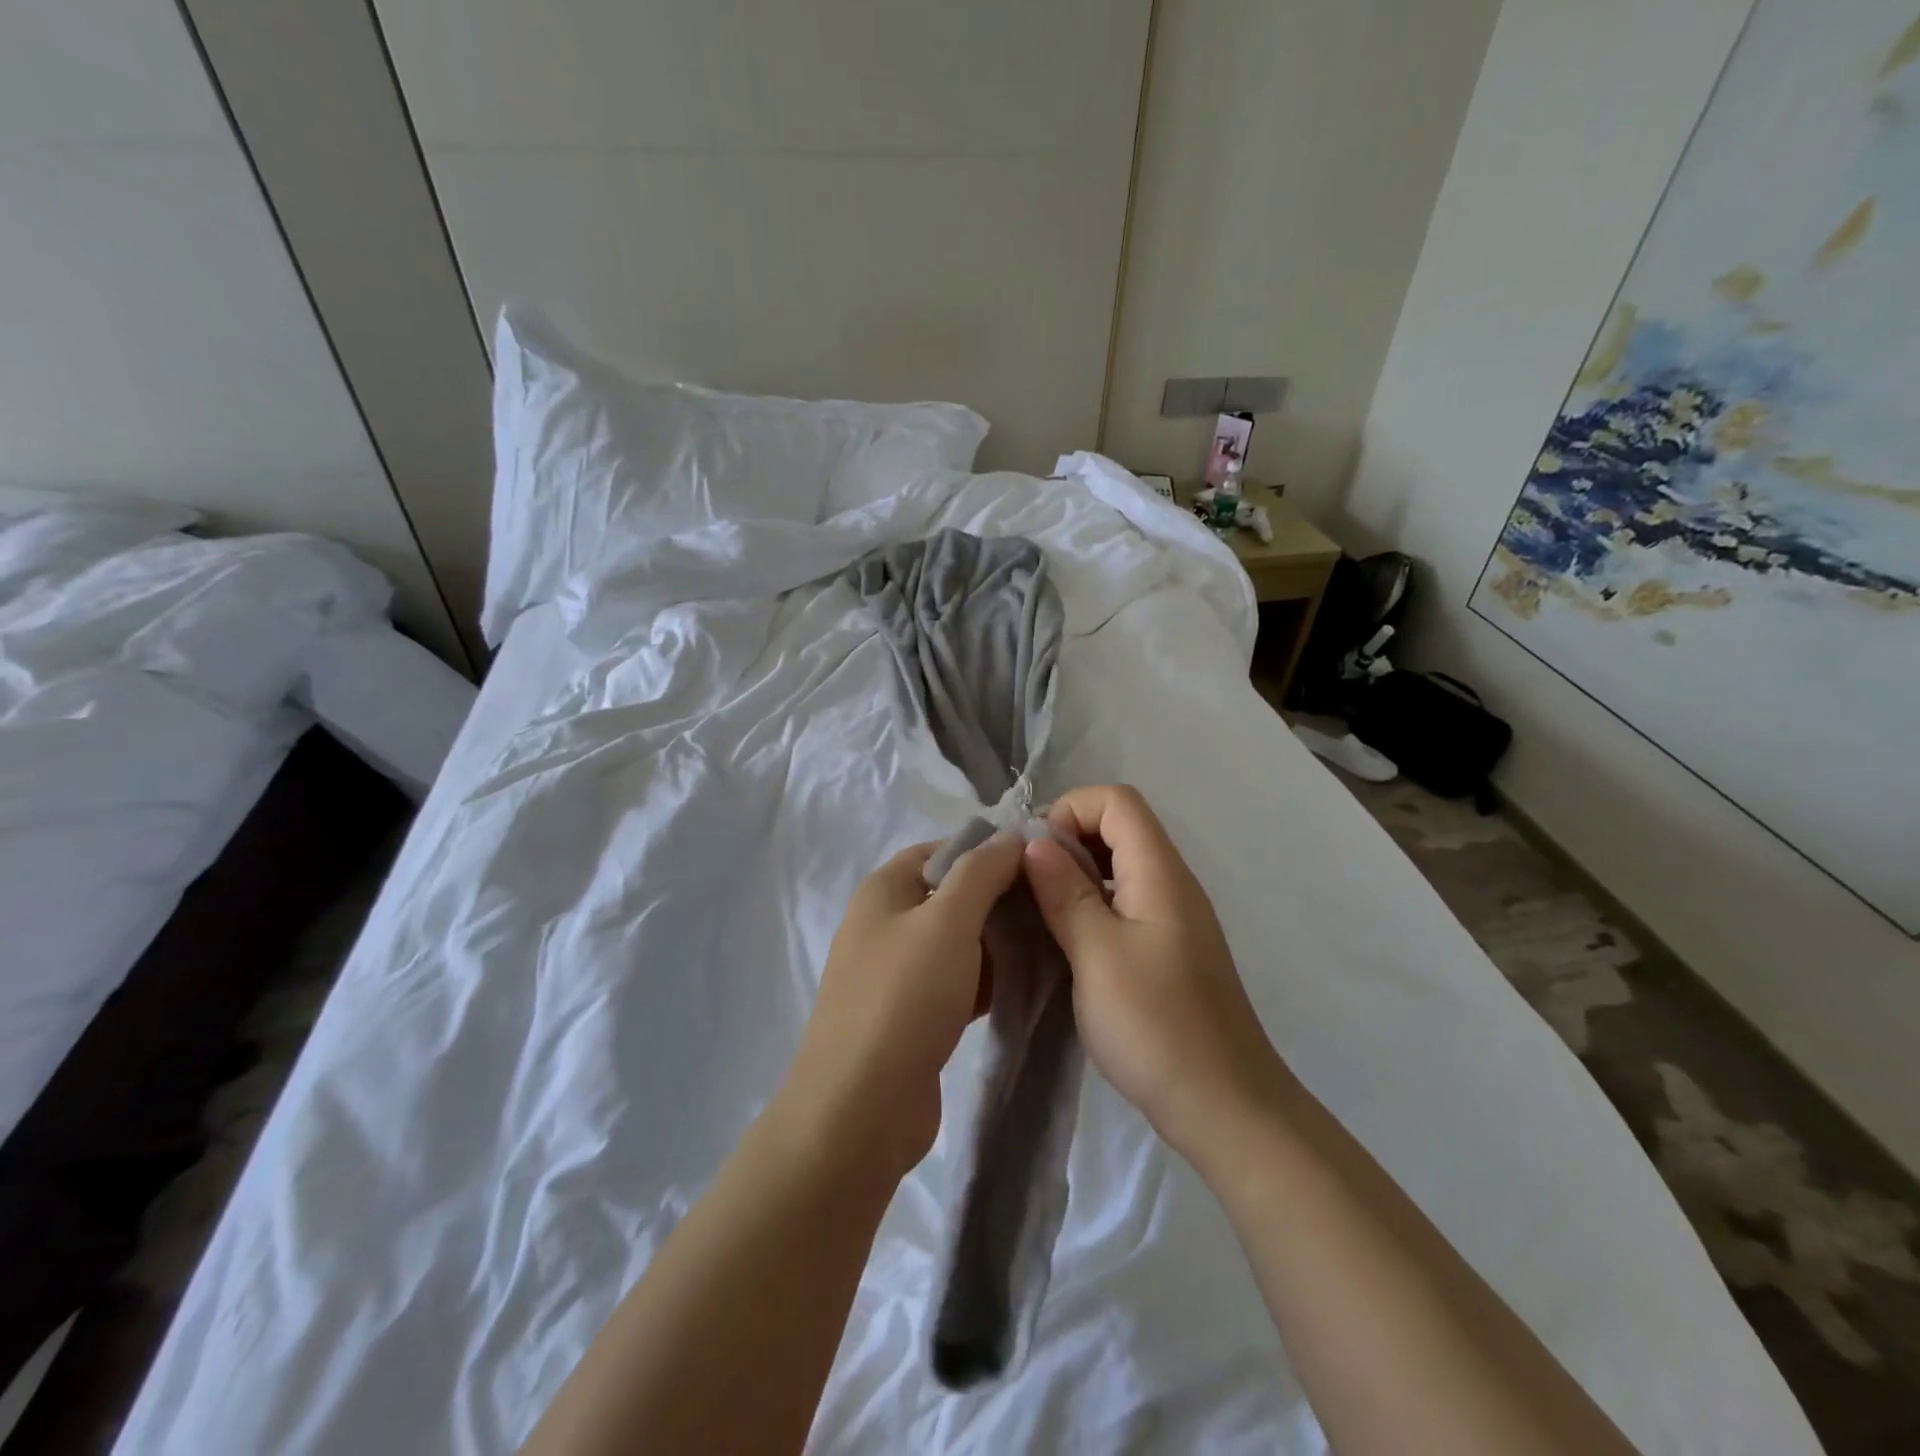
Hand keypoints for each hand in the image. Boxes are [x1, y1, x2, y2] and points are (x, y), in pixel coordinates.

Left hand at [782, 833, 1026, 1180]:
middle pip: (952, 895)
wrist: (860, 1110)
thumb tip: (1010, 836)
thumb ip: (981, 872)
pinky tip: (1026, 986)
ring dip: (998, 942)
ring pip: (958, 941)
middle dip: (1000, 899)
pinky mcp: (912, 1015)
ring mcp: (897, 973)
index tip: (1040, 864)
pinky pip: (957, 982)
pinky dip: (987, 980)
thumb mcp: (947, 920)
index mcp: (884, 890)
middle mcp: (885, 924)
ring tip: (1050, 944)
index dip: (989, 850)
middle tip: (1052, 908)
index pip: (942, 849)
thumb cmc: (904, 998)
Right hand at [1022, 785, 1287, 1159]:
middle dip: (1067, 839)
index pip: (1116, 800)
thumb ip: (1065, 893)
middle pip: (1119, 826)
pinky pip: (1126, 901)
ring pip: (1121, 865)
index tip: (1033, 853)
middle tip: (1025, 881)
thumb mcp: (1096, 954)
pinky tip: (1065, 939)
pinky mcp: (1168, 948)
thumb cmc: (1156, 1025)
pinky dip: (1091, 903)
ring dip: (1076, 874)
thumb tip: (1035, 843)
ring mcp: (1173, 917)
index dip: (1070, 810)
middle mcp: (1172, 883)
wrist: (1225, 1106)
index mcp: (1160, 872)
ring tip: (1037, 908)